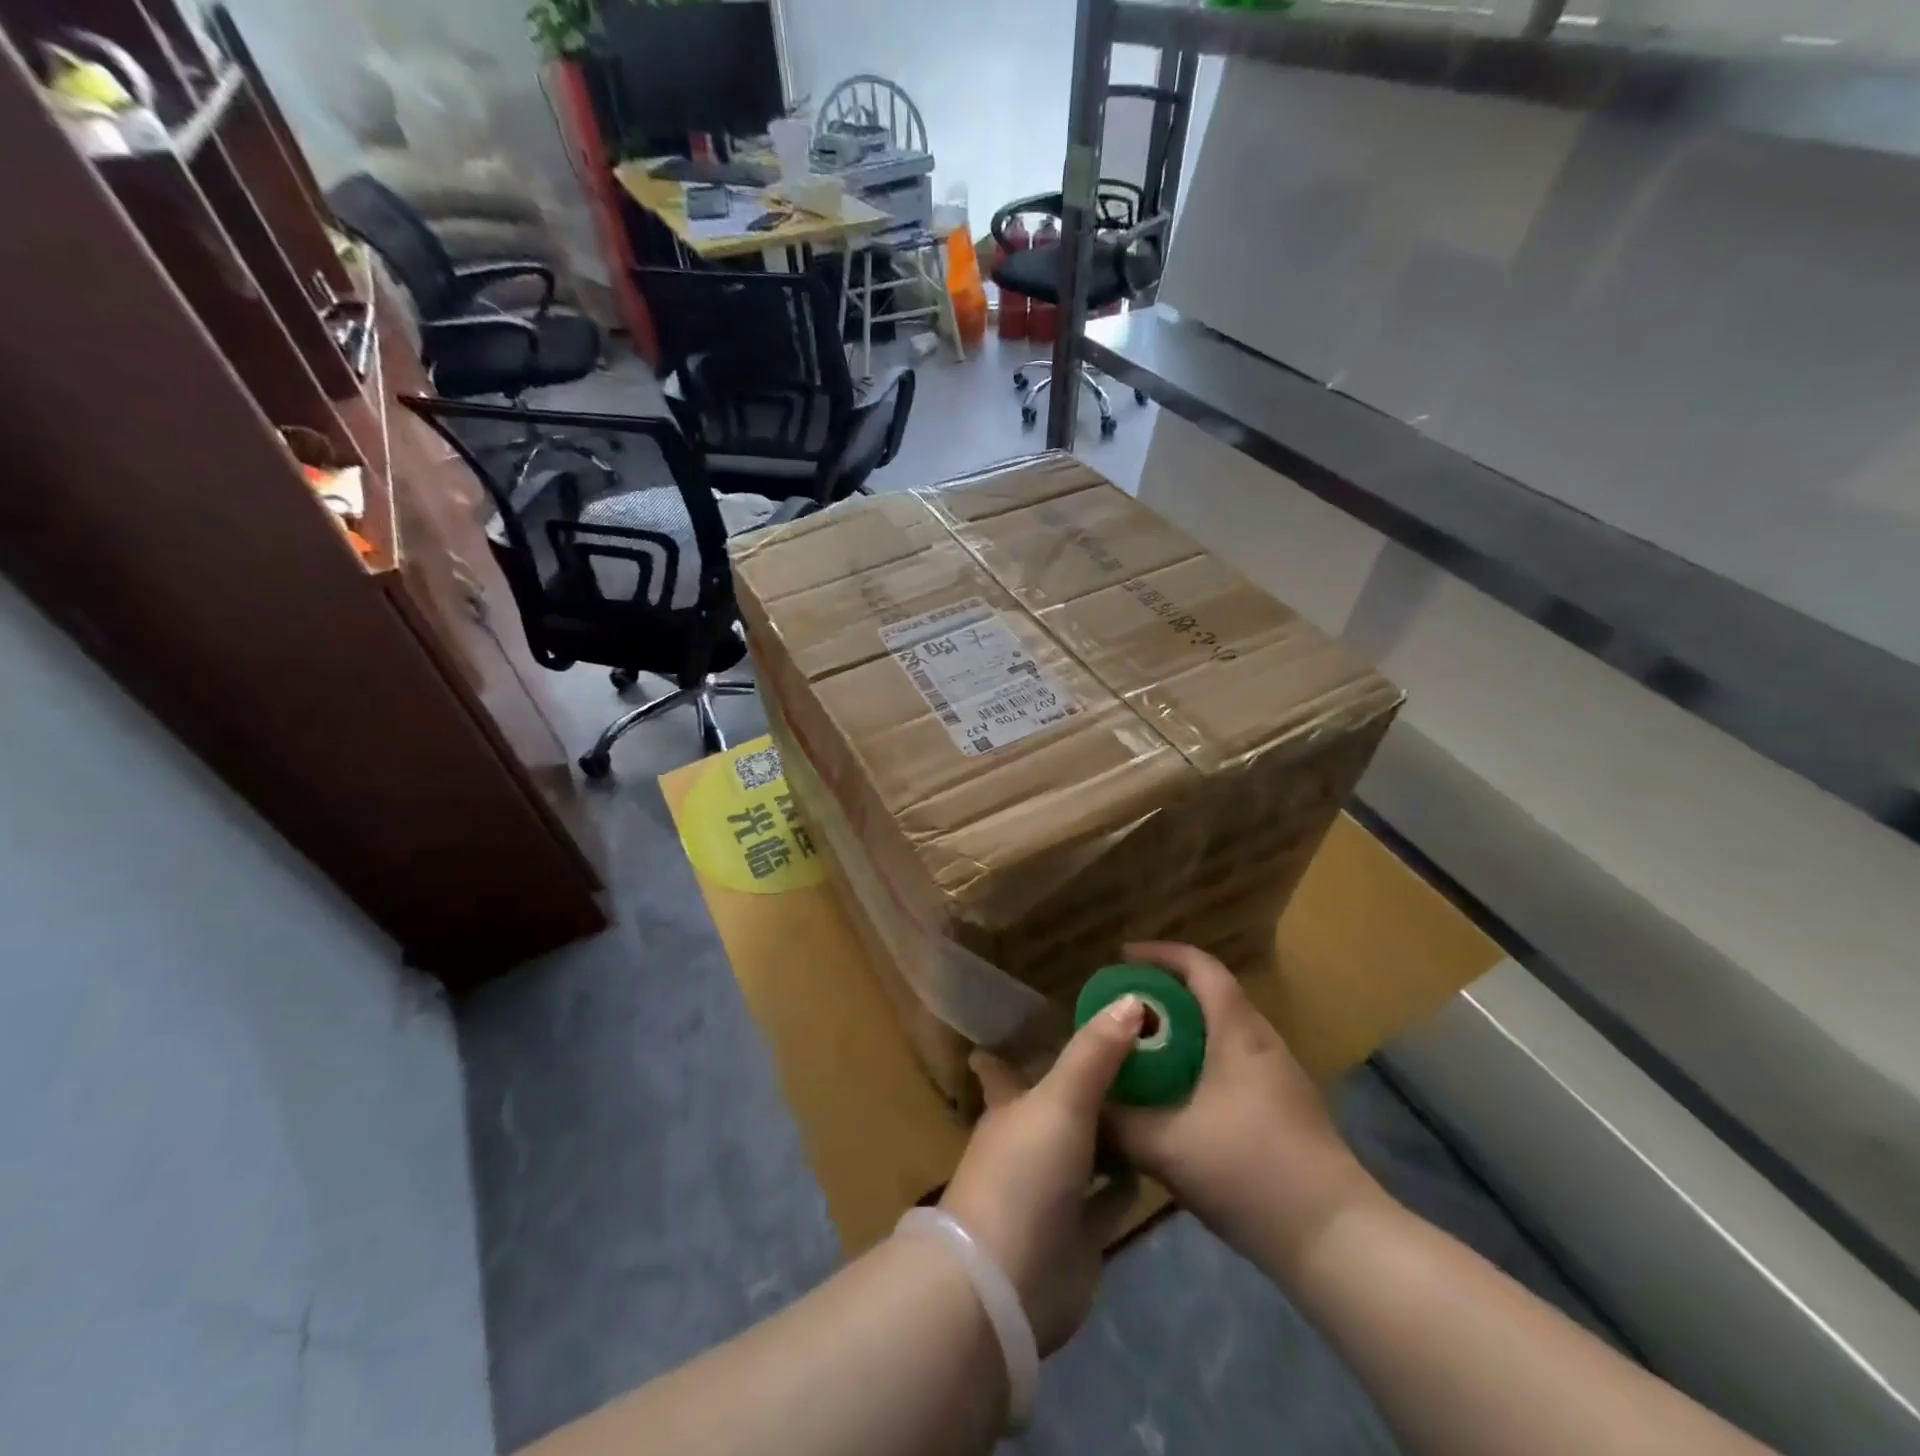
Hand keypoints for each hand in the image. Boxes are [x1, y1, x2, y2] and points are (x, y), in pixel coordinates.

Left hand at [939, 996, 1145, 1353]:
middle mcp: (1028, 1142)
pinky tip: (1154, 1160)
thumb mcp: (1061, 1099)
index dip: (1010, 1049)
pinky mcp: (1078, 1234)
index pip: (1003, 1068)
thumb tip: (1131, 999)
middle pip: (1056, 1106)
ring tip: (1153, 1098)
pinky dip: (1125, 1182)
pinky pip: (1107, 1199)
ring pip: (1084, 1150)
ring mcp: (1052, 1190)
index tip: (1032, 1023)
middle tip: (1130, 1055)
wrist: (1008, 1283)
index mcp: (1010, 1106)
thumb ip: (1096, 1052)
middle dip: (1084, 1085)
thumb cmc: (1025, 1173)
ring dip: (1110, 1131)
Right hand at [1104, 942, 1381, 1280]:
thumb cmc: (1251, 1173)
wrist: (1338, 1241)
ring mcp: (1278, 1075)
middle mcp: (1261, 1041)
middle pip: (1210, 994)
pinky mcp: (1284, 1107)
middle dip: (1163, 993)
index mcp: (1237, 1032)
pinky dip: (1198, 1059)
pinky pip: (1232, 1061)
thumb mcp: (1167, 1147)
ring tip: (1141, 1048)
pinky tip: (1175, 1095)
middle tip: (1121, 1009)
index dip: (1159, 954)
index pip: (1200, 966)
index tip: (1121, 959)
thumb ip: (1117, 1122)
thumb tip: (1082, 1102)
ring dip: (1181, 1029)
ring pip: (1221, 1030)